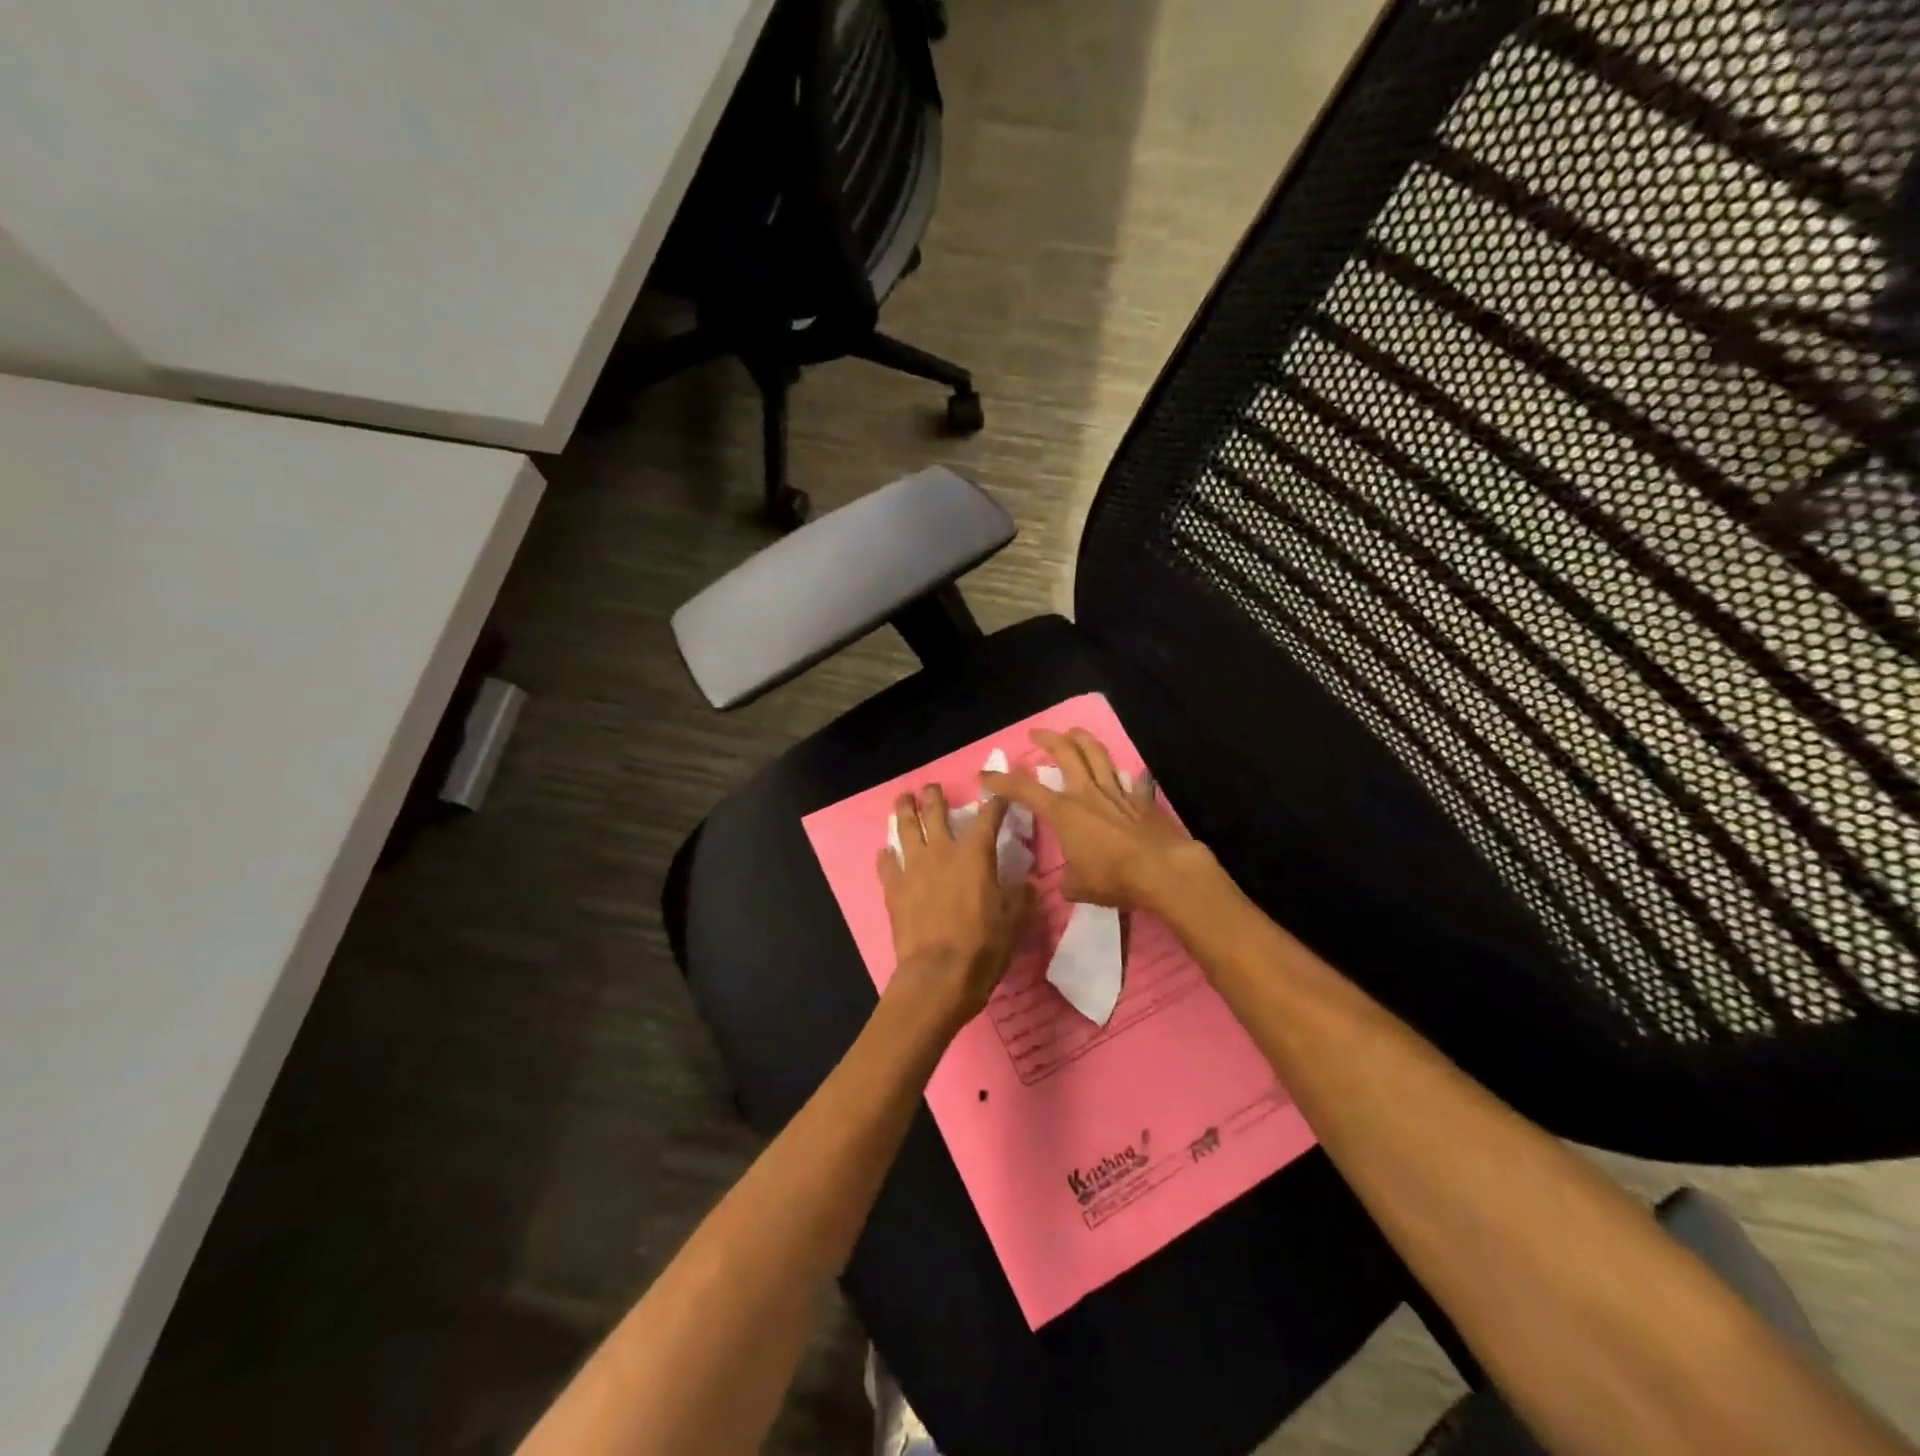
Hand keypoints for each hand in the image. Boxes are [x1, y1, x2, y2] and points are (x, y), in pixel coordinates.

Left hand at [878, 784, 1037, 1027]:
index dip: (995, 802)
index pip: (988, 817)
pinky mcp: (893, 889)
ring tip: (902, 799)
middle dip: (935, 797)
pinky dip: (886, 856)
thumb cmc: (982, 946)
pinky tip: (885, 852)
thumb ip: (1020, 897)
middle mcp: (942, 852)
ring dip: (904, 812)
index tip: (999, 792)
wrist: (937, 975)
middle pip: (935, 813)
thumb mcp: (1013, 921)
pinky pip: (886, 865)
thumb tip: (1028, 884)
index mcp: (975, 854)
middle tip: (932, 787)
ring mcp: (913, 868)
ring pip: (906, 830)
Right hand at [982, 729, 1207, 911]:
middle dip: (1048, 739)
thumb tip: (1069, 881)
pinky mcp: (1141, 800)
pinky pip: (1132, 780)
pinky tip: (1129, 773)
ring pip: (1097, 755)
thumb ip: (1068, 880)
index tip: (985, 774)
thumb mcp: (1078, 887)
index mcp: (1064, 812)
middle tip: (1036, 734)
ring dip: (1083, 740)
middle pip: (1066, 754)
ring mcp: (1116, 793)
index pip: (1025, 790)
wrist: (1161, 870)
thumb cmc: (1113, 877)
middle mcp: (1087, 794)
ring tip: (1074, 733)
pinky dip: (1126, 775)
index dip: (1002, 781)